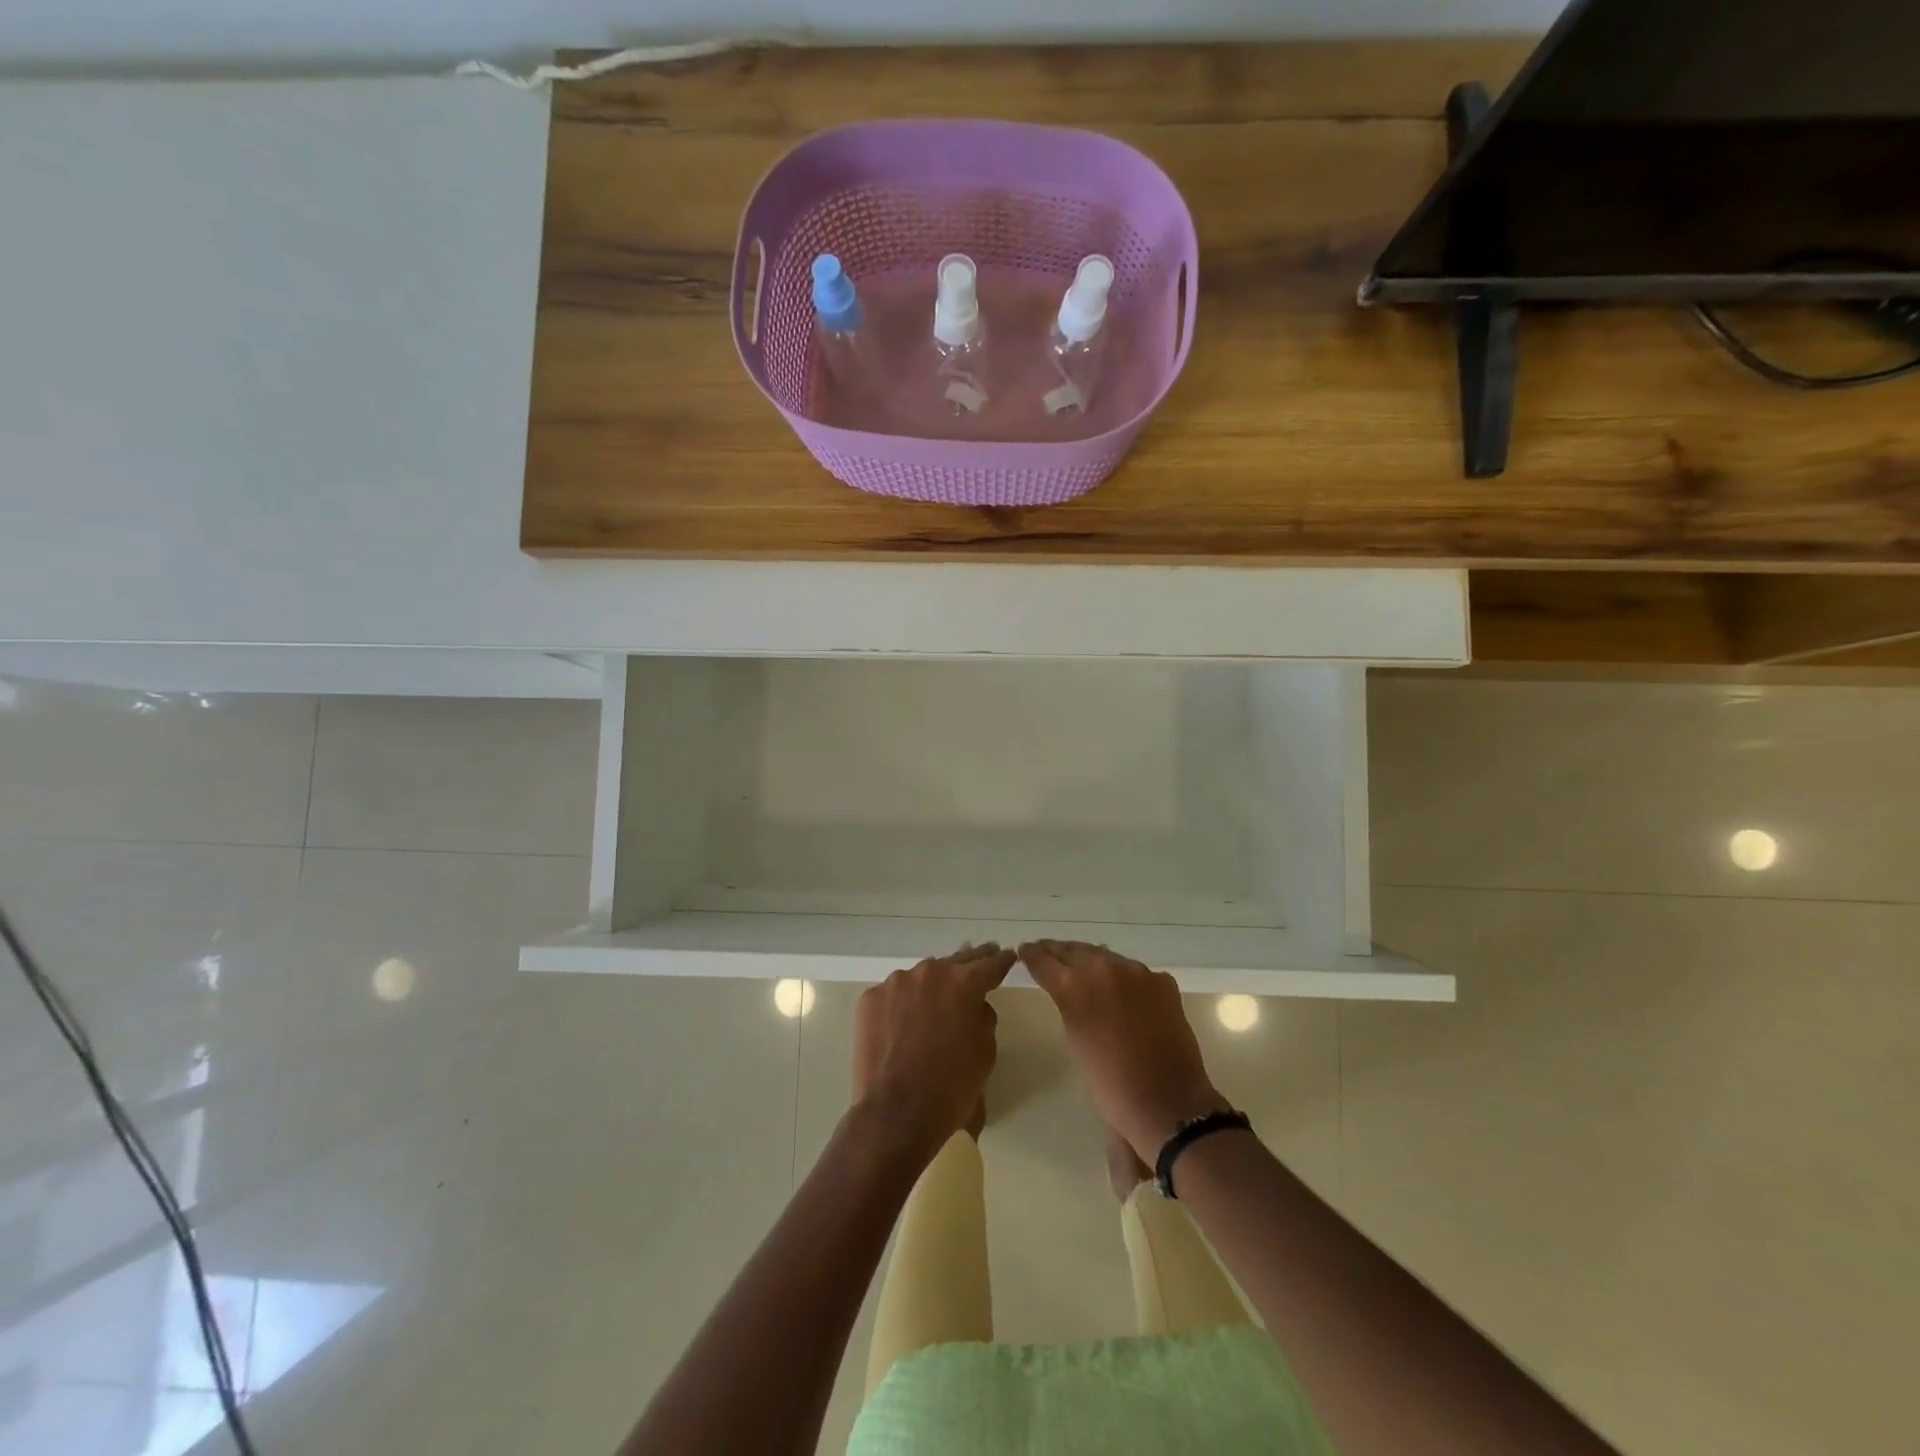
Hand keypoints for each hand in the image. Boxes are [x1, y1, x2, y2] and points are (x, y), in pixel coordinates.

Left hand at [853, 943, 1014, 1156]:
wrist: (896, 1113)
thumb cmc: (951, 1086)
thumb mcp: (985, 1052)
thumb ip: (983, 1018)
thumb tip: (972, 1007)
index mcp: (963, 983)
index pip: (990, 964)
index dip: (1001, 961)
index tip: (1007, 956)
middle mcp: (929, 973)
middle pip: (955, 962)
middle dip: (970, 963)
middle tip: (981, 956)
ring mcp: (895, 983)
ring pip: (920, 978)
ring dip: (930, 986)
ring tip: (934, 1000)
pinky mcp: (870, 999)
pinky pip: (893, 995)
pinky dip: (901, 1004)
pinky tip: (902, 1024)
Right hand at [1019, 940, 1230, 1163]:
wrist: (1166, 1102)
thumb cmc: (1110, 1083)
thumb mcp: (1075, 1039)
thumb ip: (1068, 1005)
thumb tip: (1070, 991)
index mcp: (1073, 986)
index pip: (1043, 960)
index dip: (1032, 955)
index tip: (1025, 950)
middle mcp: (1103, 968)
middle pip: (1074, 950)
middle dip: (1058, 951)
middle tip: (1046, 950)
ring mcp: (1137, 971)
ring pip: (1105, 956)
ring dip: (1090, 959)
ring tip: (1081, 964)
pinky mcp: (1162, 981)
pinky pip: (1135, 972)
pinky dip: (1123, 977)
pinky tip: (1121, 989)